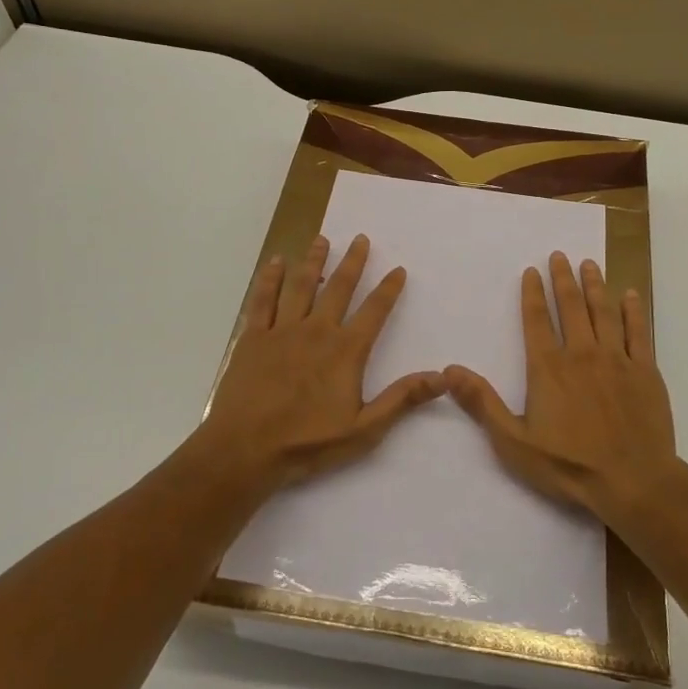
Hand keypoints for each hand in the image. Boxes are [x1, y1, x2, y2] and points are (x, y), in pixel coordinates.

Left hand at [201, 233, 442, 492]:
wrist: (244, 449)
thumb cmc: (307, 443)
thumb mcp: (364, 429)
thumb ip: (402, 399)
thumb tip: (442, 377)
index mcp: (345, 351)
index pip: (374, 311)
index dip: (388, 289)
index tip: (398, 270)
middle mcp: (317, 330)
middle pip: (339, 288)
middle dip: (353, 262)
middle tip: (361, 238)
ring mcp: (283, 330)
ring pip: (301, 286)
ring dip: (314, 261)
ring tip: (322, 239)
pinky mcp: (253, 338)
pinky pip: (263, 300)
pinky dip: (270, 279)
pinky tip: (275, 262)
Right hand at [444, 251, 678, 523]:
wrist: (633, 482)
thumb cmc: (569, 465)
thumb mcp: (513, 441)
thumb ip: (482, 403)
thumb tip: (449, 369)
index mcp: (548, 367)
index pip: (537, 320)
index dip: (533, 293)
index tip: (532, 270)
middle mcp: (581, 353)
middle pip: (571, 306)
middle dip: (564, 278)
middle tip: (561, 255)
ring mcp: (616, 359)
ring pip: (604, 312)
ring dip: (595, 285)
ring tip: (589, 264)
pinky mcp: (645, 371)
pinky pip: (638, 332)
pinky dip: (633, 311)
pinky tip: (630, 294)